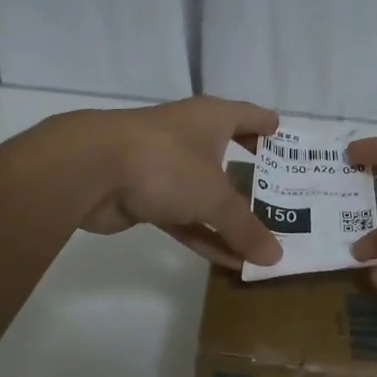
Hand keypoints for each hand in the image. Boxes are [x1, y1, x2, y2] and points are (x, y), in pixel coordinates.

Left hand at [69, 96, 282, 269]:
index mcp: (212, 118)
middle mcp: (190, 136)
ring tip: (261, 241)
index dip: (268, 127)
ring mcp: (165, 166)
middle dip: (253, 178)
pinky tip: (228, 260)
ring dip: (229, 218)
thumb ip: (245, 228)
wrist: (90, 170)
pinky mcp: (145, 196)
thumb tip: (276, 256)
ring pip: (205, 193)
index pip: (249, 116)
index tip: (286, 141)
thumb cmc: (166, 163)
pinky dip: (204, 236)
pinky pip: (185, 217)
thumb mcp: (215, 197)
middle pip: (228, 155)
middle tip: (283, 198)